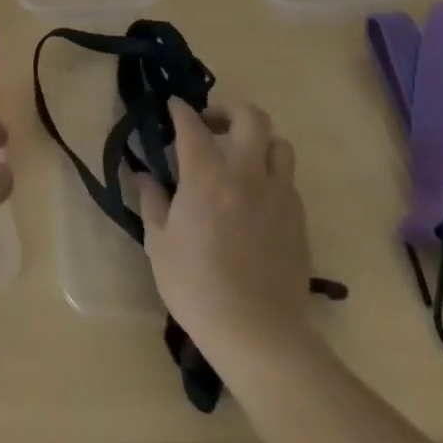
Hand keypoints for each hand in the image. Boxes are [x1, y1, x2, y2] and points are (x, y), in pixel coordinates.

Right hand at [137, 99, 315, 366]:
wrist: (259, 335)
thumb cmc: (198, 287)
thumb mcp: (159, 244)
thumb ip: (152, 202)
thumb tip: (144, 176)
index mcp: (206, 175)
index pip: (192, 124)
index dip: (181, 110)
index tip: (173, 107)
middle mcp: (246, 173)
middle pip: (251, 117)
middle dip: (229, 110)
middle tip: (211, 125)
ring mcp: (278, 195)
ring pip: (279, 144)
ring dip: (258, 141)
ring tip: (240, 158)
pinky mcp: (299, 220)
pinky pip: (288, 180)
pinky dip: (271, 175)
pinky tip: (255, 198)